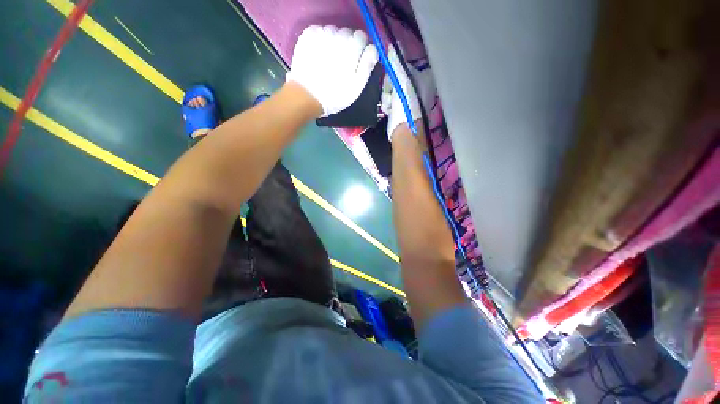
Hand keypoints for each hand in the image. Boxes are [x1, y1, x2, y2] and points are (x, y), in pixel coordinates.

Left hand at [287, 25, 378, 115]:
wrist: (307, 96)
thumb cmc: (335, 96)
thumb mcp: (356, 88)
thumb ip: (366, 66)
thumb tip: (373, 49)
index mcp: (351, 50)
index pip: (361, 37)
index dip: (361, 47)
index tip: (357, 58)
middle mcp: (337, 38)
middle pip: (347, 32)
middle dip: (348, 44)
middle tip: (343, 61)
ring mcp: (321, 35)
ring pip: (333, 31)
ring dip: (334, 41)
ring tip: (330, 58)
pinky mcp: (308, 36)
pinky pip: (320, 30)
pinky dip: (322, 39)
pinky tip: (320, 53)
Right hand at [380, 47, 435, 139]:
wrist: (403, 131)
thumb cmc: (405, 105)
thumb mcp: (402, 81)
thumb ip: (397, 63)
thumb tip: (392, 45)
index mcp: (425, 79)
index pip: (407, 65)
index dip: (397, 67)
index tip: (391, 72)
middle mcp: (419, 88)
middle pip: (398, 78)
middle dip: (390, 84)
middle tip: (390, 91)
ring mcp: (410, 100)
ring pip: (392, 89)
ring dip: (387, 95)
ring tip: (389, 104)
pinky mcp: (401, 109)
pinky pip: (391, 100)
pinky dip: (388, 104)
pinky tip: (388, 109)